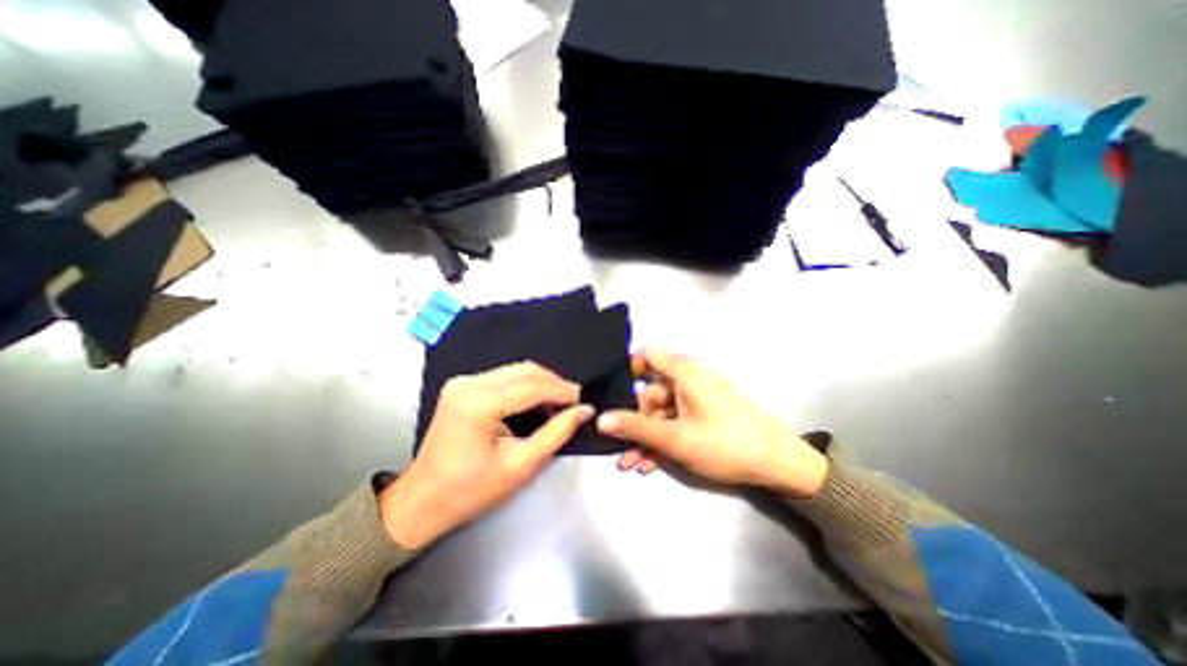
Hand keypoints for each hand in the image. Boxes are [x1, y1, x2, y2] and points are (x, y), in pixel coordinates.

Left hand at [380, 361, 594, 549]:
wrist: (423, 500)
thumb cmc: (472, 490)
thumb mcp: (521, 465)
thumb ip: (556, 433)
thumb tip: (585, 410)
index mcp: (479, 403)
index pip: (532, 386)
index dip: (563, 391)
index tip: (584, 400)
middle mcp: (469, 383)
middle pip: (525, 370)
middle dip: (554, 384)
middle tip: (574, 403)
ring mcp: (463, 382)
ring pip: (516, 371)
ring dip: (541, 384)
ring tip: (558, 405)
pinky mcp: (463, 386)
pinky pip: (504, 377)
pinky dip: (525, 387)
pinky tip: (536, 403)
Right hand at [599, 349, 826, 498]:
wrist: (779, 465)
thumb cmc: (725, 443)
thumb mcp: (675, 438)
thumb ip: (636, 428)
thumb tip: (601, 419)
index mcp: (684, 372)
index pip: (648, 355)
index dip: (627, 368)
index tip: (611, 390)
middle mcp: (689, 380)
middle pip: (651, 394)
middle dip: (633, 423)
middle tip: (618, 448)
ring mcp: (698, 400)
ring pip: (662, 414)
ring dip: (646, 438)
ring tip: (630, 464)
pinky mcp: (705, 416)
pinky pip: (676, 423)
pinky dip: (663, 441)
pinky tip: (650, 464)